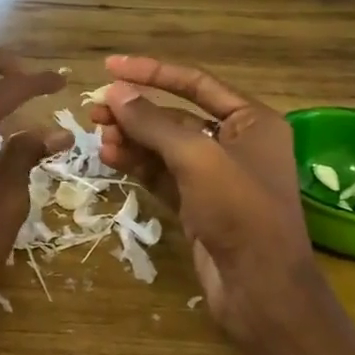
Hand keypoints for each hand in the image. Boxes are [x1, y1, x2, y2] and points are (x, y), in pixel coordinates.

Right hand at [87, 55, 332, 354]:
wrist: (259, 287)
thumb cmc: (239, 211)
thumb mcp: (196, 157)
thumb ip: (154, 122)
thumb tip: (116, 92)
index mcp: (253, 121)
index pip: (196, 83)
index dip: (152, 72)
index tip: (110, 67)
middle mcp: (237, 143)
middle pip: (176, 116)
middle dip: (136, 112)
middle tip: (95, 111)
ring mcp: (216, 177)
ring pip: (165, 148)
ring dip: (132, 140)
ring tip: (99, 138)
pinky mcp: (198, 205)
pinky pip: (162, 175)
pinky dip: (138, 165)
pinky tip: (111, 158)